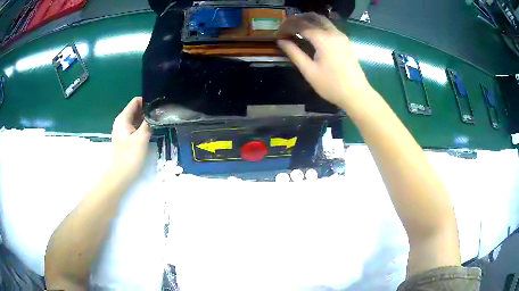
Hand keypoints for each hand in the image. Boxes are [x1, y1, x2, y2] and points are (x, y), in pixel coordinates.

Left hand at [111, 97, 151, 180]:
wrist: (121, 175)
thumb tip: (156, 113)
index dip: (146, 101)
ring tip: (159, 120)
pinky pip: (136, 126)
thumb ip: (148, 123)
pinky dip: (143, 125)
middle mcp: (122, 121)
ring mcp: (124, 130)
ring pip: (136, 118)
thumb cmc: (129, 157)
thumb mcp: (141, 139)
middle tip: (161, 113)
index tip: (158, 105)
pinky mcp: (126, 137)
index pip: (135, 101)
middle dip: (148, 109)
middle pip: (136, 109)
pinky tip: (152, 129)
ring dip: (146, 118)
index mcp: (123, 119)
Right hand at [277, 13, 373, 108]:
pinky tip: (309, 34)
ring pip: (321, 19)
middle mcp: (333, 32)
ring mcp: (340, 35)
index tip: (277, 36)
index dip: (286, 27)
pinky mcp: (344, 41)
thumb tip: (281, 41)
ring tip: (294, 29)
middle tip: (284, 29)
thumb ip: (294, 53)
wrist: (357, 94)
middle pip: (311, 17)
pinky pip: (328, 25)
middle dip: (295, 20)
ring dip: (306, 20)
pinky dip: (316, 25)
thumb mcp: (309, 71)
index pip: (300, 25)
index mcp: (323, 39)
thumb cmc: (332, 85)